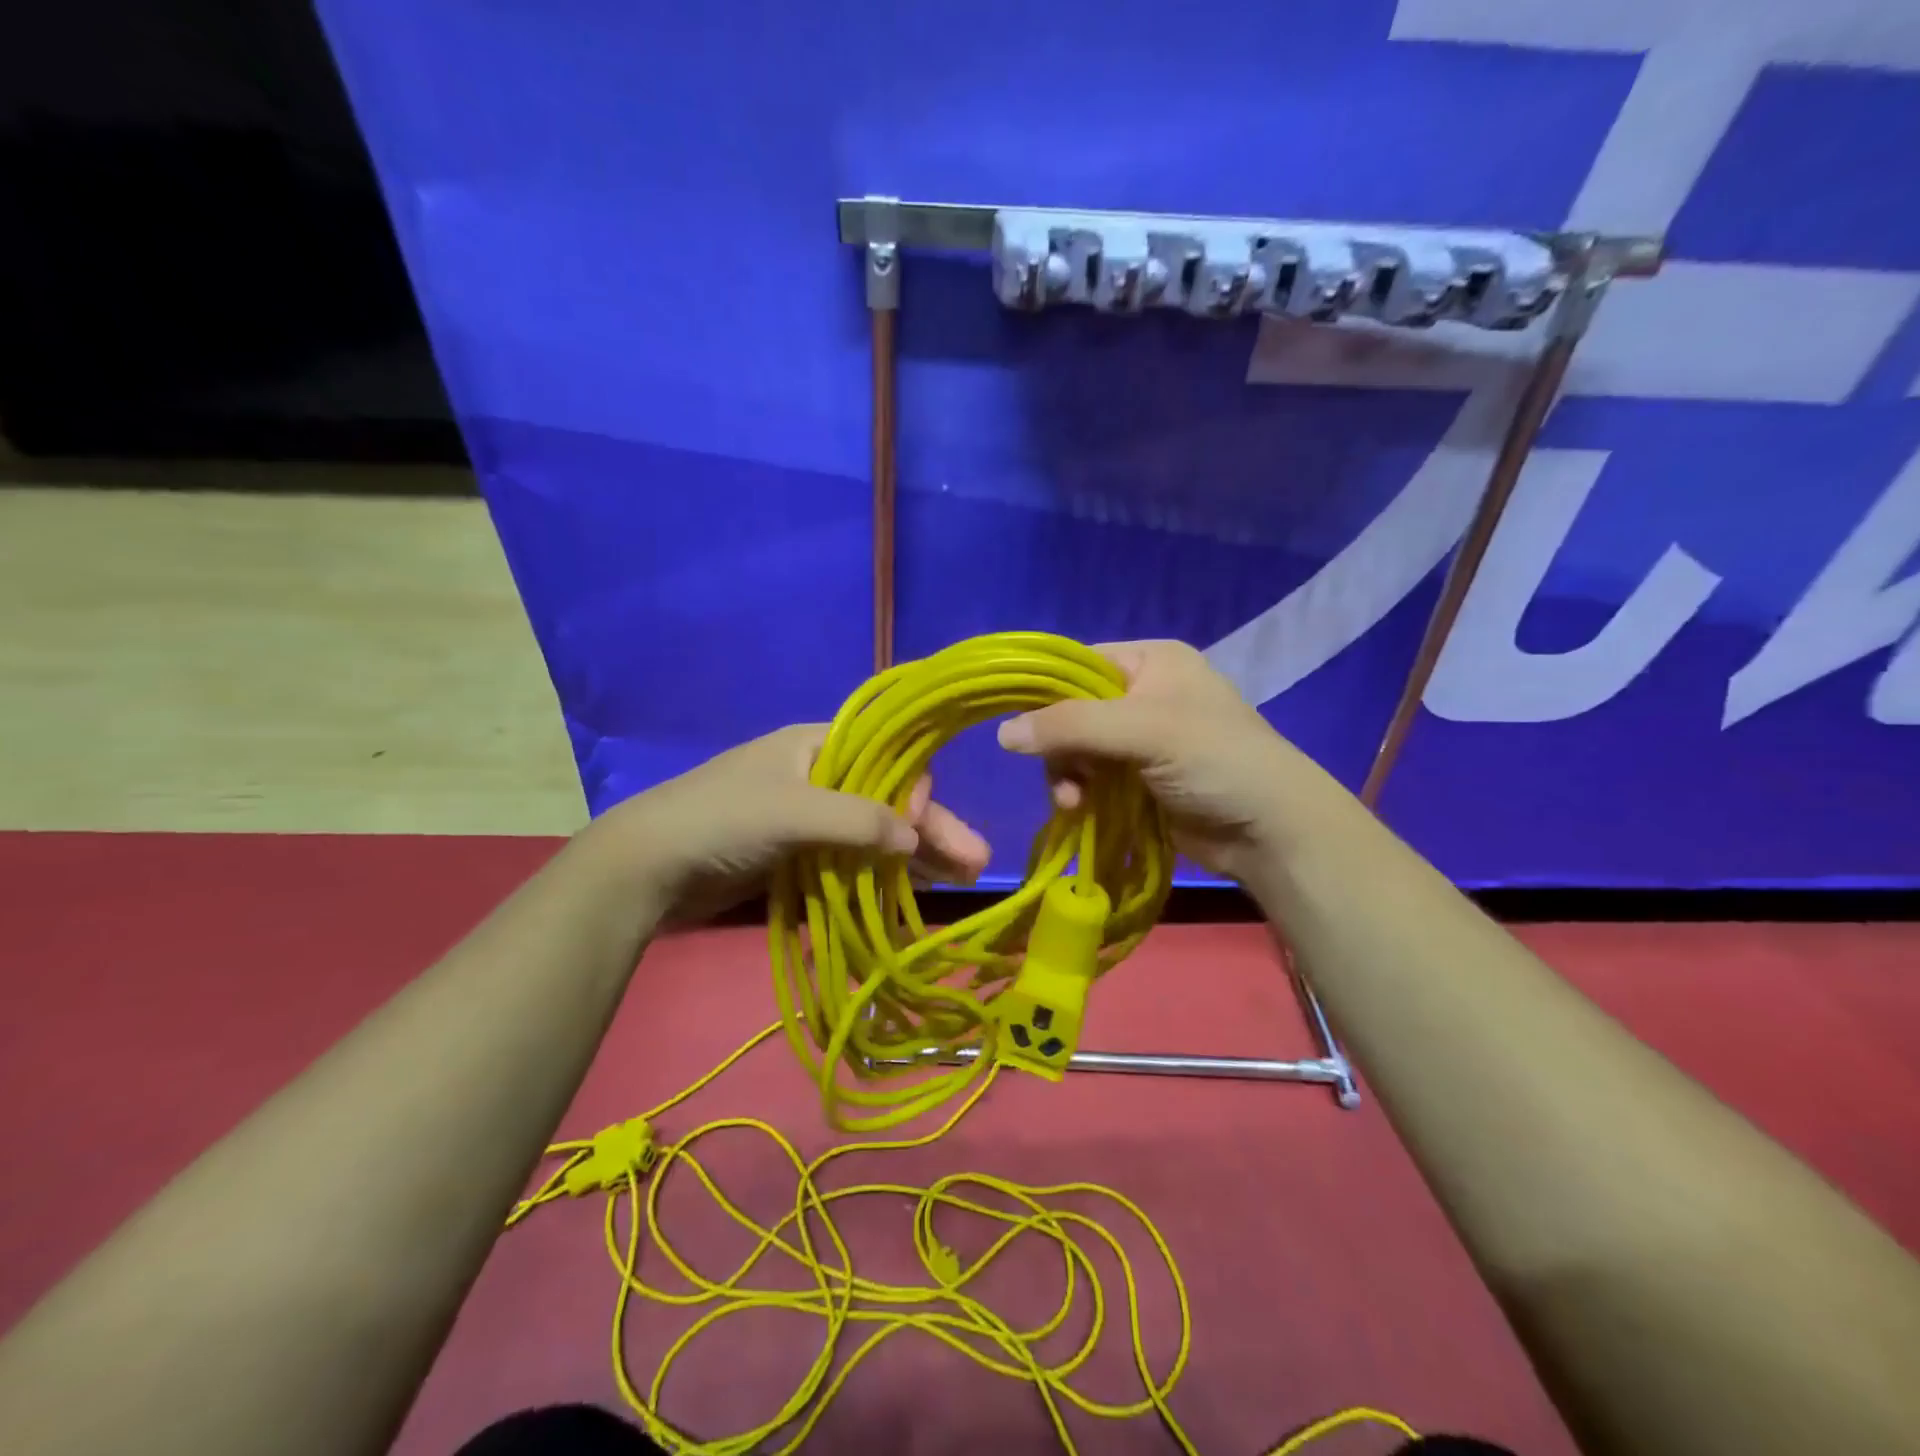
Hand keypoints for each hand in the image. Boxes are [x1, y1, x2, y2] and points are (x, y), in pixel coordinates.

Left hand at [591, 724, 990, 924]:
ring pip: (873, 833)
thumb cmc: (722, 819)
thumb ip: (860, 821)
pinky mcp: (797, 854)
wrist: (646, 866)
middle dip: (932, 829)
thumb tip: (916, 839)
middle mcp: (820, 775)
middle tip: (976, 863)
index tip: (920, 826)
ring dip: (914, 855)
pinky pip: (850, 860)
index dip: (915, 791)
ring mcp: (809, 817)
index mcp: (819, 744)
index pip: (889, 757)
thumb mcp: (795, 810)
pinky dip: (880, 875)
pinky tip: (913, 893)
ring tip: (962, 881)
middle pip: (888, 799)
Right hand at [995, 639, 1344, 880]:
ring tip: (1074, 805)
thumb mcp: (1143, 731)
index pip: (1077, 664)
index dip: (1046, 694)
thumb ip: (1071, 726)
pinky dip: (1081, 793)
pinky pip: (1091, 777)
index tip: (1022, 728)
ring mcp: (1141, 738)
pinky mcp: (1138, 777)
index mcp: (1151, 660)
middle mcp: (1143, 691)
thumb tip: (1002, 733)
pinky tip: (1081, 812)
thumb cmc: (1215, 760)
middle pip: (1071, 710)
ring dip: (1067, 776)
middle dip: (1060, 748)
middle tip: (1066, 780)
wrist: (1270, 830)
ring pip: (1076, 748)